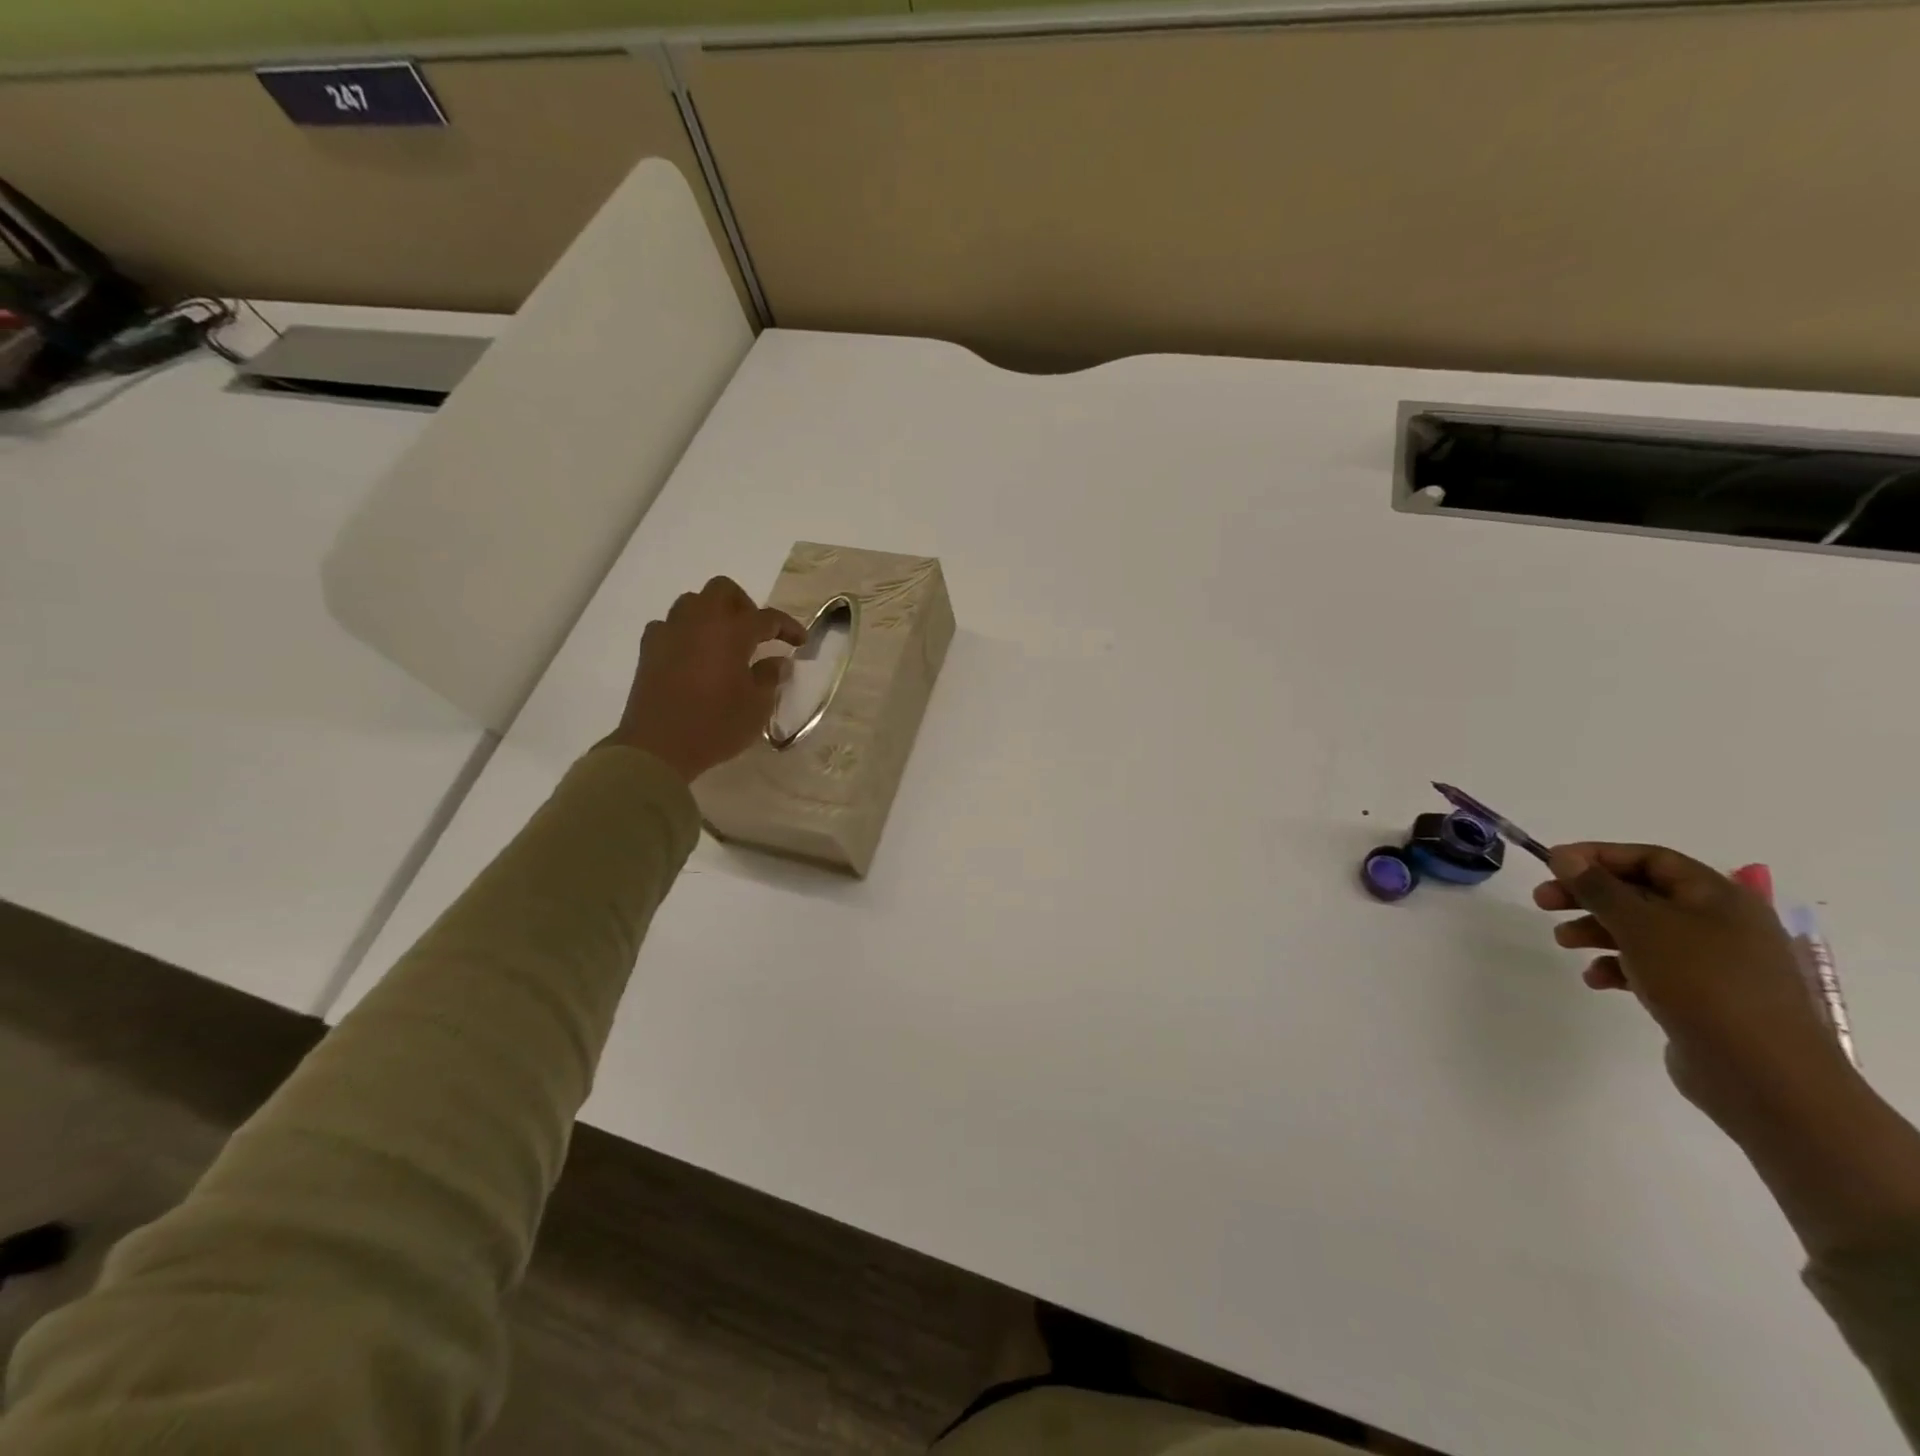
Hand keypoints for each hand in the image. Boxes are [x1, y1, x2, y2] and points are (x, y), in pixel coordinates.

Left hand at [606, 577, 803, 784]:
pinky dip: (684, 632)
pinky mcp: (648, 649)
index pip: (767, 618)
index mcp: (732, 632)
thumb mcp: (756, 707)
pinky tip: (692, 654)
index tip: (800, 641)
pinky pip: (669, 625)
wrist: (658, 747)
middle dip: (745, 605)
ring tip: (723, 642)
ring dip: (712, 614)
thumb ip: (769, 677)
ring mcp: (670, 632)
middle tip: (756, 634)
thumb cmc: (716, 726)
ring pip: (692, 602)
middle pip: (723, 590)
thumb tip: (777, 661)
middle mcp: (700, 622)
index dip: (788, 627)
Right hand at [1534, 843, 1852, 1134]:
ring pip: (1640, 930)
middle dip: (1588, 895)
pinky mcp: (1702, 995)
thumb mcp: (1641, 926)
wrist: (1763, 1075)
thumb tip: (1563, 856)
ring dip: (1596, 931)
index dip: (1598, 855)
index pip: (1650, 858)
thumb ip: (1598, 888)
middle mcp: (1719, 923)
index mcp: (1717, 897)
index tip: (1551, 864)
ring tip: (1563, 943)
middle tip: (1542, 902)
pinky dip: (1617, 966)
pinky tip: (1597, 980)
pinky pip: (1650, 967)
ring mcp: (1713, 962)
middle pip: (1640, 893)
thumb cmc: (1702, 983)